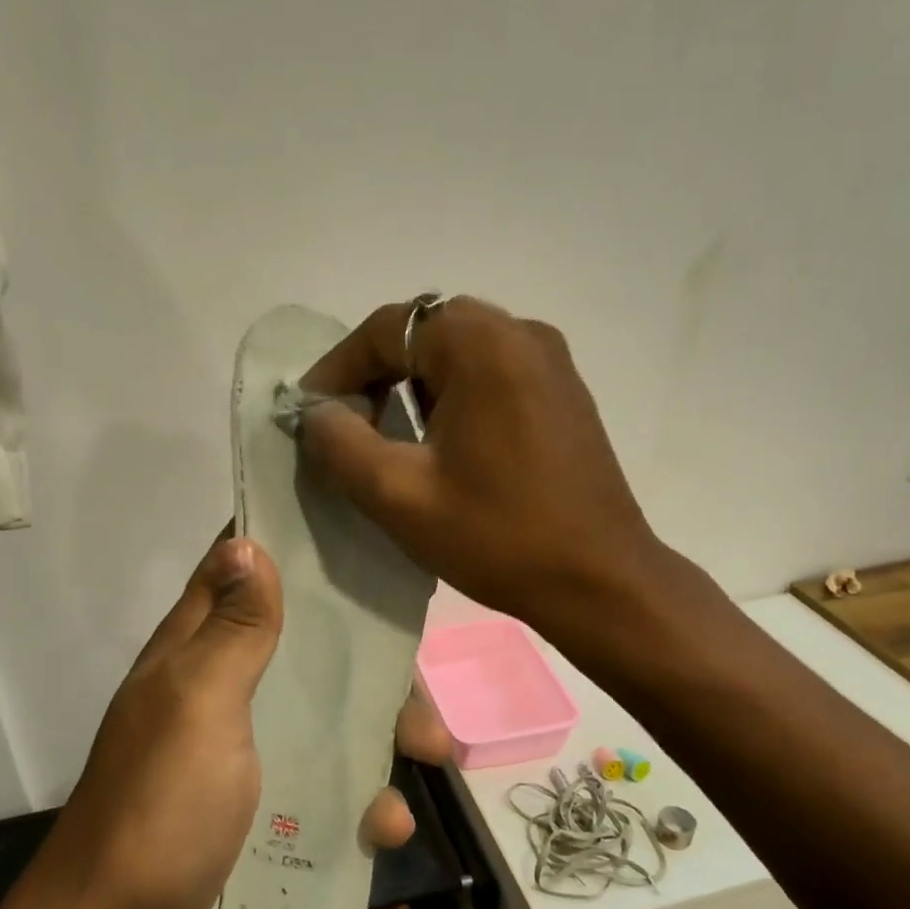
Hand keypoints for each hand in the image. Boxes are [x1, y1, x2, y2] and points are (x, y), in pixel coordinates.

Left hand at [28, 535, 448, 908]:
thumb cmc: (162, 805)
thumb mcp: (199, 703)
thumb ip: (232, 629)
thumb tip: (248, 542)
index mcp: (197, 652)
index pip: (239, 573)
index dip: (288, 546)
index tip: (356, 534)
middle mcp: (224, 692)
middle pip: (304, 650)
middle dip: (364, 658)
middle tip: (418, 674)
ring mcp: (247, 754)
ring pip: (327, 719)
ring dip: (381, 732)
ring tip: (432, 751)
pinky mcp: (267, 810)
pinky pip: (328, 788)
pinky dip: (362, 800)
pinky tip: (388, 826)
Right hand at [299, 297, 660, 642]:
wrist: (599, 580)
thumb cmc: (497, 536)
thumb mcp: (399, 495)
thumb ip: (340, 444)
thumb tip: (316, 412)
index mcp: (482, 344)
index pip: (388, 328)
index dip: (338, 367)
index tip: (310, 412)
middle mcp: (521, 333)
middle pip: (425, 331)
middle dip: (376, 372)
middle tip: (349, 423)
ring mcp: (551, 361)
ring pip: (460, 350)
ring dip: (415, 383)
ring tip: (390, 436)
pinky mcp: (564, 392)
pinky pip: (493, 371)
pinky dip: (454, 393)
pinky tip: (443, 443)